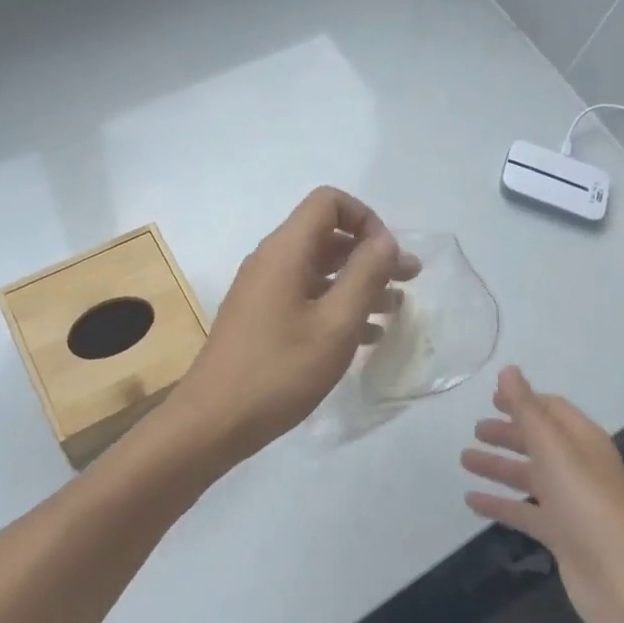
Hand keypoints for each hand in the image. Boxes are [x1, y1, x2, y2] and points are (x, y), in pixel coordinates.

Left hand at [164, 187, 417, 467]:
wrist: (214, 420)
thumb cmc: (280, 370)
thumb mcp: (336, 323)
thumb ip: (366, 274)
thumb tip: (384, 240)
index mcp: (286, 250)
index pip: (328, 201)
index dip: (365, 218)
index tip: (389, 256)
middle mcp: (271, 260)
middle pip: (327, 235)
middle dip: (370, 253)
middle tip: (410, 280)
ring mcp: (263, 289)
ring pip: (319, 269)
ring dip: (358, 282)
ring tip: (395, 310)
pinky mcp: (260, 317)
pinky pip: (305, 295)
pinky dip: (337, 304)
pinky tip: (365, 335)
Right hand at [462, 366, 623, 622]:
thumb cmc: (587, 504)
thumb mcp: (553, 449)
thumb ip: (527, 409)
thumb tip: (508, 370)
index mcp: (583, 441)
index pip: (552, 409)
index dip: (523, 401)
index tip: (491, 397)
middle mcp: (578, 467)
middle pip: (538, 442)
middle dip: (508, 433)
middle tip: (475, 429)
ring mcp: (570, 503)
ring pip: (529, 476)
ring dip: (498, 466)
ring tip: (464, 459)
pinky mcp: (561, 535)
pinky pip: (525, 511)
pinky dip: (500, 504)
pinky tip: (472, 501)